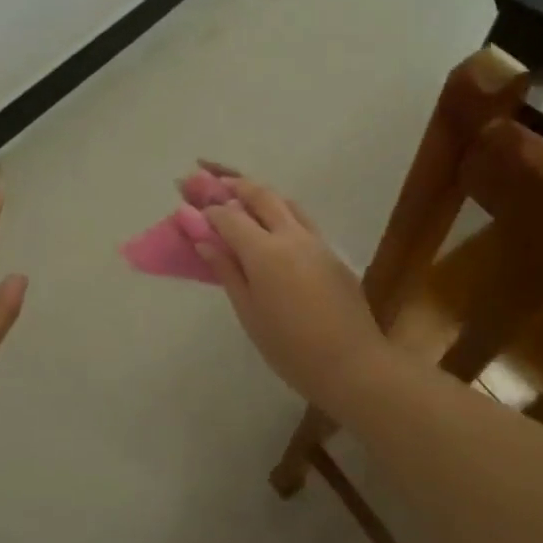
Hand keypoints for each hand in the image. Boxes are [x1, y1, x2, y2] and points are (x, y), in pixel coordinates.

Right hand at [195, 173, 385, 410]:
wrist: (353, 365)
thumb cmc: (291, 348)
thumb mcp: (249, 313)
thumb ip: (227, 270)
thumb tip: (204, 240)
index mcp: (265, 252)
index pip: (229, 216)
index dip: (207, 208)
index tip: (189, 204)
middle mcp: (291, 235)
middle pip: (260, 194)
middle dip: (232, 183)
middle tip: (209, 177)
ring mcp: (316, 241)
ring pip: (284, 201)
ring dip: (258, 192)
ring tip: (238, 192)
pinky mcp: (331, 252)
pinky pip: (301, 218)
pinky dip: (280, 209)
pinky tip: (270, 222)